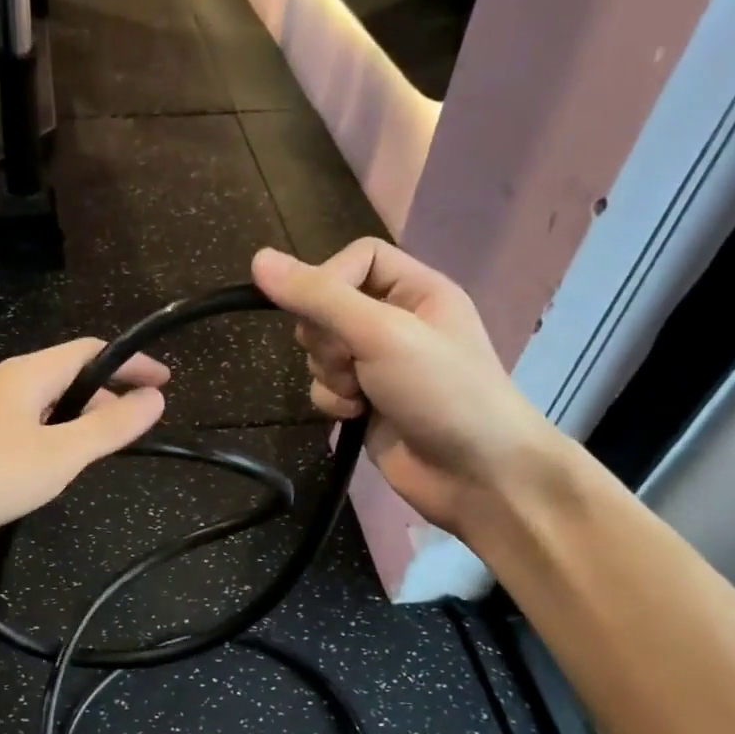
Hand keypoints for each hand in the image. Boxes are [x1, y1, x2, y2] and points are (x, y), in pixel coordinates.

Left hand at [0, 339, 167, 542]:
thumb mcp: (59, 456)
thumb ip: (109, 428)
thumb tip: (154, 398)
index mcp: (27, 374)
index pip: (91, 350)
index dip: (131, 362)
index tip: (163, 381)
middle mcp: (0, 379)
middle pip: (64, 374)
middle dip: (103, 396)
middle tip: (127, 430)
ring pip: (39, 401)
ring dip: (72, 418)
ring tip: (88, 453)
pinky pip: (16, 421)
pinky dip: (44, 433)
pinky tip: (40, 466)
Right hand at [251, 242, 561, 537]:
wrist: (476, 475)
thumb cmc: (441, 392)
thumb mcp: (381, 334)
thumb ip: (320, 298)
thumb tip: (258, 260)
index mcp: (416, 290)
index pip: (356, 258)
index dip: (329, 280)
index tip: (320, 312)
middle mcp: (396, 321)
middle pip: (328, 306)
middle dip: (326, 338)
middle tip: (349, 359)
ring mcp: (378, 364)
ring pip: (319, 351)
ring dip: (330, 374)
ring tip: (360, 394)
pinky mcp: (364, 402)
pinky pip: (324, 386)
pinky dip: (332, 401)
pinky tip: (356, 416)